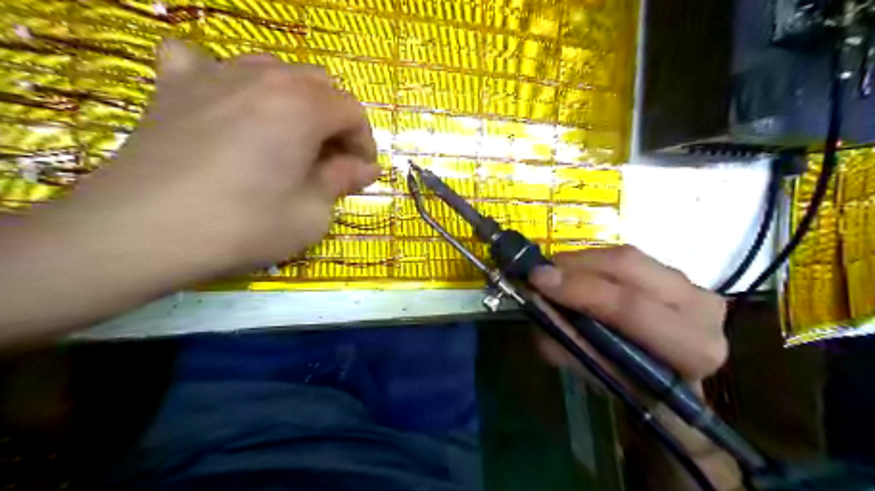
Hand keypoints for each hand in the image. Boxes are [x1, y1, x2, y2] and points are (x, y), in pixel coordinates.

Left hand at [35, 38, 377, 280]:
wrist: (142, 231)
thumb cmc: (243, 225)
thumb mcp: (312, 214)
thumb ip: (343, 182)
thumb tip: (365, 168)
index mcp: (303, 107)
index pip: (352, 112)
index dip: (364, 143)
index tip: (360, 172)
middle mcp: (264, 77)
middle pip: (318, 84)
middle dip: (333, 120)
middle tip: (328, 159)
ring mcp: (215, 74)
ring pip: (272, 70)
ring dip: (292, 99)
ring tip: (286, 135)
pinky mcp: (174, 86)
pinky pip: (204, 62)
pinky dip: (224, 79)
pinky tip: (223, 102)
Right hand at [530, 245, 728, 382]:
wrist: (674, 382)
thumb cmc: (637, 389)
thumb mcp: (598, 377)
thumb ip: (568, 343)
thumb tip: (537, 304)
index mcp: (692, 347)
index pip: (631, 308)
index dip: (580, 290)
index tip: (537, 281)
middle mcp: (701, 306)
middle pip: (629, 267)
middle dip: (576, 266)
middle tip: (540, 273)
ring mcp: (692, 283)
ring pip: (626, 256)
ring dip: (581, 261)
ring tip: (554, 274)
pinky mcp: (676, 271)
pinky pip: (626, 256)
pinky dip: (593, 262)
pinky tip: (576, 273)